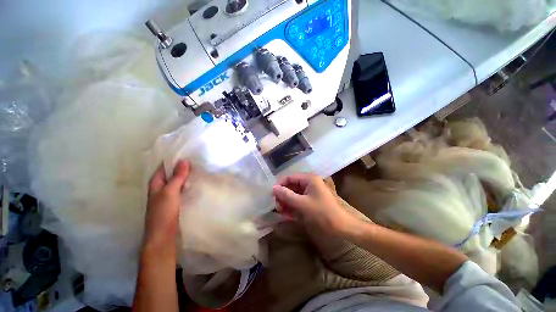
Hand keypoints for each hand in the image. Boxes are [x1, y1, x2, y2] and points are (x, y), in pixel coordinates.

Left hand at [143, 160, 189, 250]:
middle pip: (172, 173)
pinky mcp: (175, 201)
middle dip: (183, 166)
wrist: (163, 235)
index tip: (188, 152)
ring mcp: (169, 194)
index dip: (175, 159)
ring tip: (200, 167)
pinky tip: (197, 181)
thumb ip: (177, 177)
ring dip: (186, 175)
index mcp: (156, 182)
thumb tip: (184, 160)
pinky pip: (182, 188)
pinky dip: (188, 183)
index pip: (165, 166)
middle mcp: (161, 186)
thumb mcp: (170, 192)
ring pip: (178, 180)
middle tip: (197, 159)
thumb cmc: (163, 212)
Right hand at [272, 173, 355, 233]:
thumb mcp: (302, 204)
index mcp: (309, 179)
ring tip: (281, 212)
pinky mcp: (311, 202)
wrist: (342, 228)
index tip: (273, 196)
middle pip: (291, 186)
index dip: (280, 185)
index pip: (290, 178)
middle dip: (283, 196)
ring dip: (287, 202)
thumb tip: (274, 188)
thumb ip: (287, 195)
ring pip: (294, 195)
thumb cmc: (322, 213)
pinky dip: (293, 207)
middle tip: (278, 207)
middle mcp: (309, 183)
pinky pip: (299, 202)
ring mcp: (311, 193)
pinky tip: (288, 215)